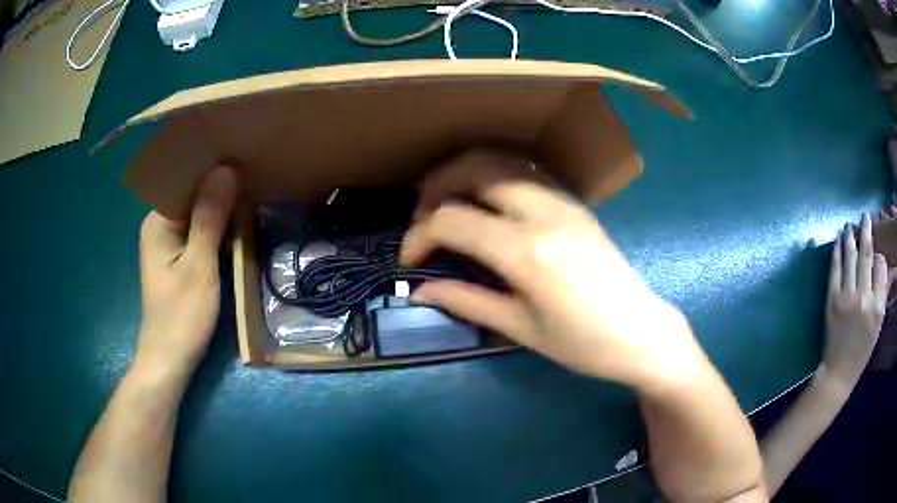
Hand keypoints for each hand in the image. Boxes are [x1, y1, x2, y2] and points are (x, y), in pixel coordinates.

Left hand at [134, 167, 237, 382]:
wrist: (170, 360)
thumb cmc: (181, 316)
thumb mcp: (199, 266)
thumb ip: (209, 218)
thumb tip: (225, 170)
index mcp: (158, 221)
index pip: (185, 179)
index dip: (211, 167)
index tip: (241, 155)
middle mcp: (160, 225)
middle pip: (191, 194)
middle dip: (219, 185)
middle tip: (253, 172)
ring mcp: (169, 242)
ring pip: (197, 213)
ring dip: (221, 207)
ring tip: (251, 190)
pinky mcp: (178, 258)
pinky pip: (199, 231)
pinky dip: (217, 227)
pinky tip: (237, 223)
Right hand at [402, 151, 706, 389]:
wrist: (641, 331)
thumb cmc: (583, 344)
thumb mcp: (520, 328)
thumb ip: (465, 300)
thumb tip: (418, 290)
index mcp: (526, 252)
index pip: (452, 220)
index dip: (419, 236)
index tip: (410, 260)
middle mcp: (543, 213)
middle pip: (475, 170)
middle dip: (437, 188)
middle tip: (424, 220)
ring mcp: (563, 202)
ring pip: (501, 163)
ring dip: (465, 175)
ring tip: (448, 206)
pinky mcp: (575, 203)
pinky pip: (524, 175)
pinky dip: (494, 179)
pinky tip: (486, 207)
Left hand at [820, 214, 888, 391]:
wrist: (839, 371)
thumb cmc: (863, 348)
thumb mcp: (878, 323)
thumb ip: (883, 292)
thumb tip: (886, 263)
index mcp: (877, 306)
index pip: (880, 265)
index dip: (878, 249)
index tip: (876, 237)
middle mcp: (864, 298)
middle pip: (866, 256)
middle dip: (866, 231)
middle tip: (865, 216)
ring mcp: (847, 297)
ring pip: (851, 257)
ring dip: (850, 236)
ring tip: (850, 224)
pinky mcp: (832, 300)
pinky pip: (835, 268)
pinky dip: (837, 251)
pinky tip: (838, 240)